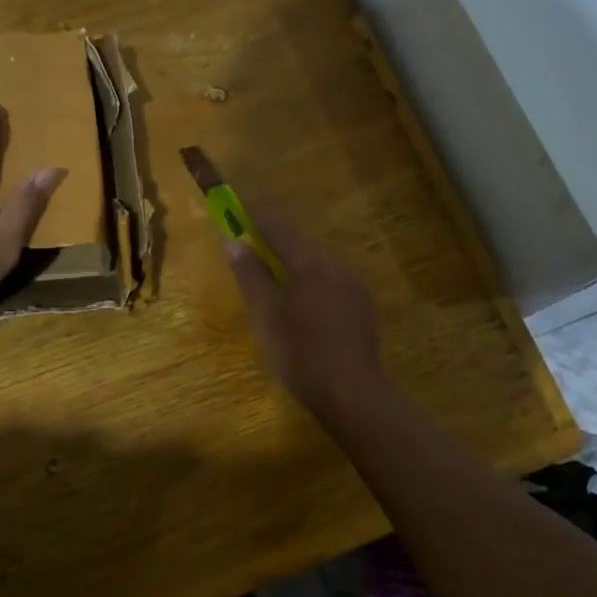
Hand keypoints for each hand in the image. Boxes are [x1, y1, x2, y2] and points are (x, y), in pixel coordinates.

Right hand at [223, 206, 388, 414]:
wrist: (352, 393)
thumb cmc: (300, 352)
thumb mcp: (265, 314)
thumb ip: (250, 274)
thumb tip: (234, 241)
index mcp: (310, 262)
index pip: (278, 224)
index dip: (255, 212)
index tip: (237, 203)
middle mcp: (336, 264)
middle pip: (299, 244)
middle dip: (274, 243)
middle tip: (250, 253)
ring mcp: (354, 285)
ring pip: (316, 265)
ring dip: (293, 266)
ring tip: (274, 287)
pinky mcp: (362, 306)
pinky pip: (330, 283)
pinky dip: (310, 285)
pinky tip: (302, 310)